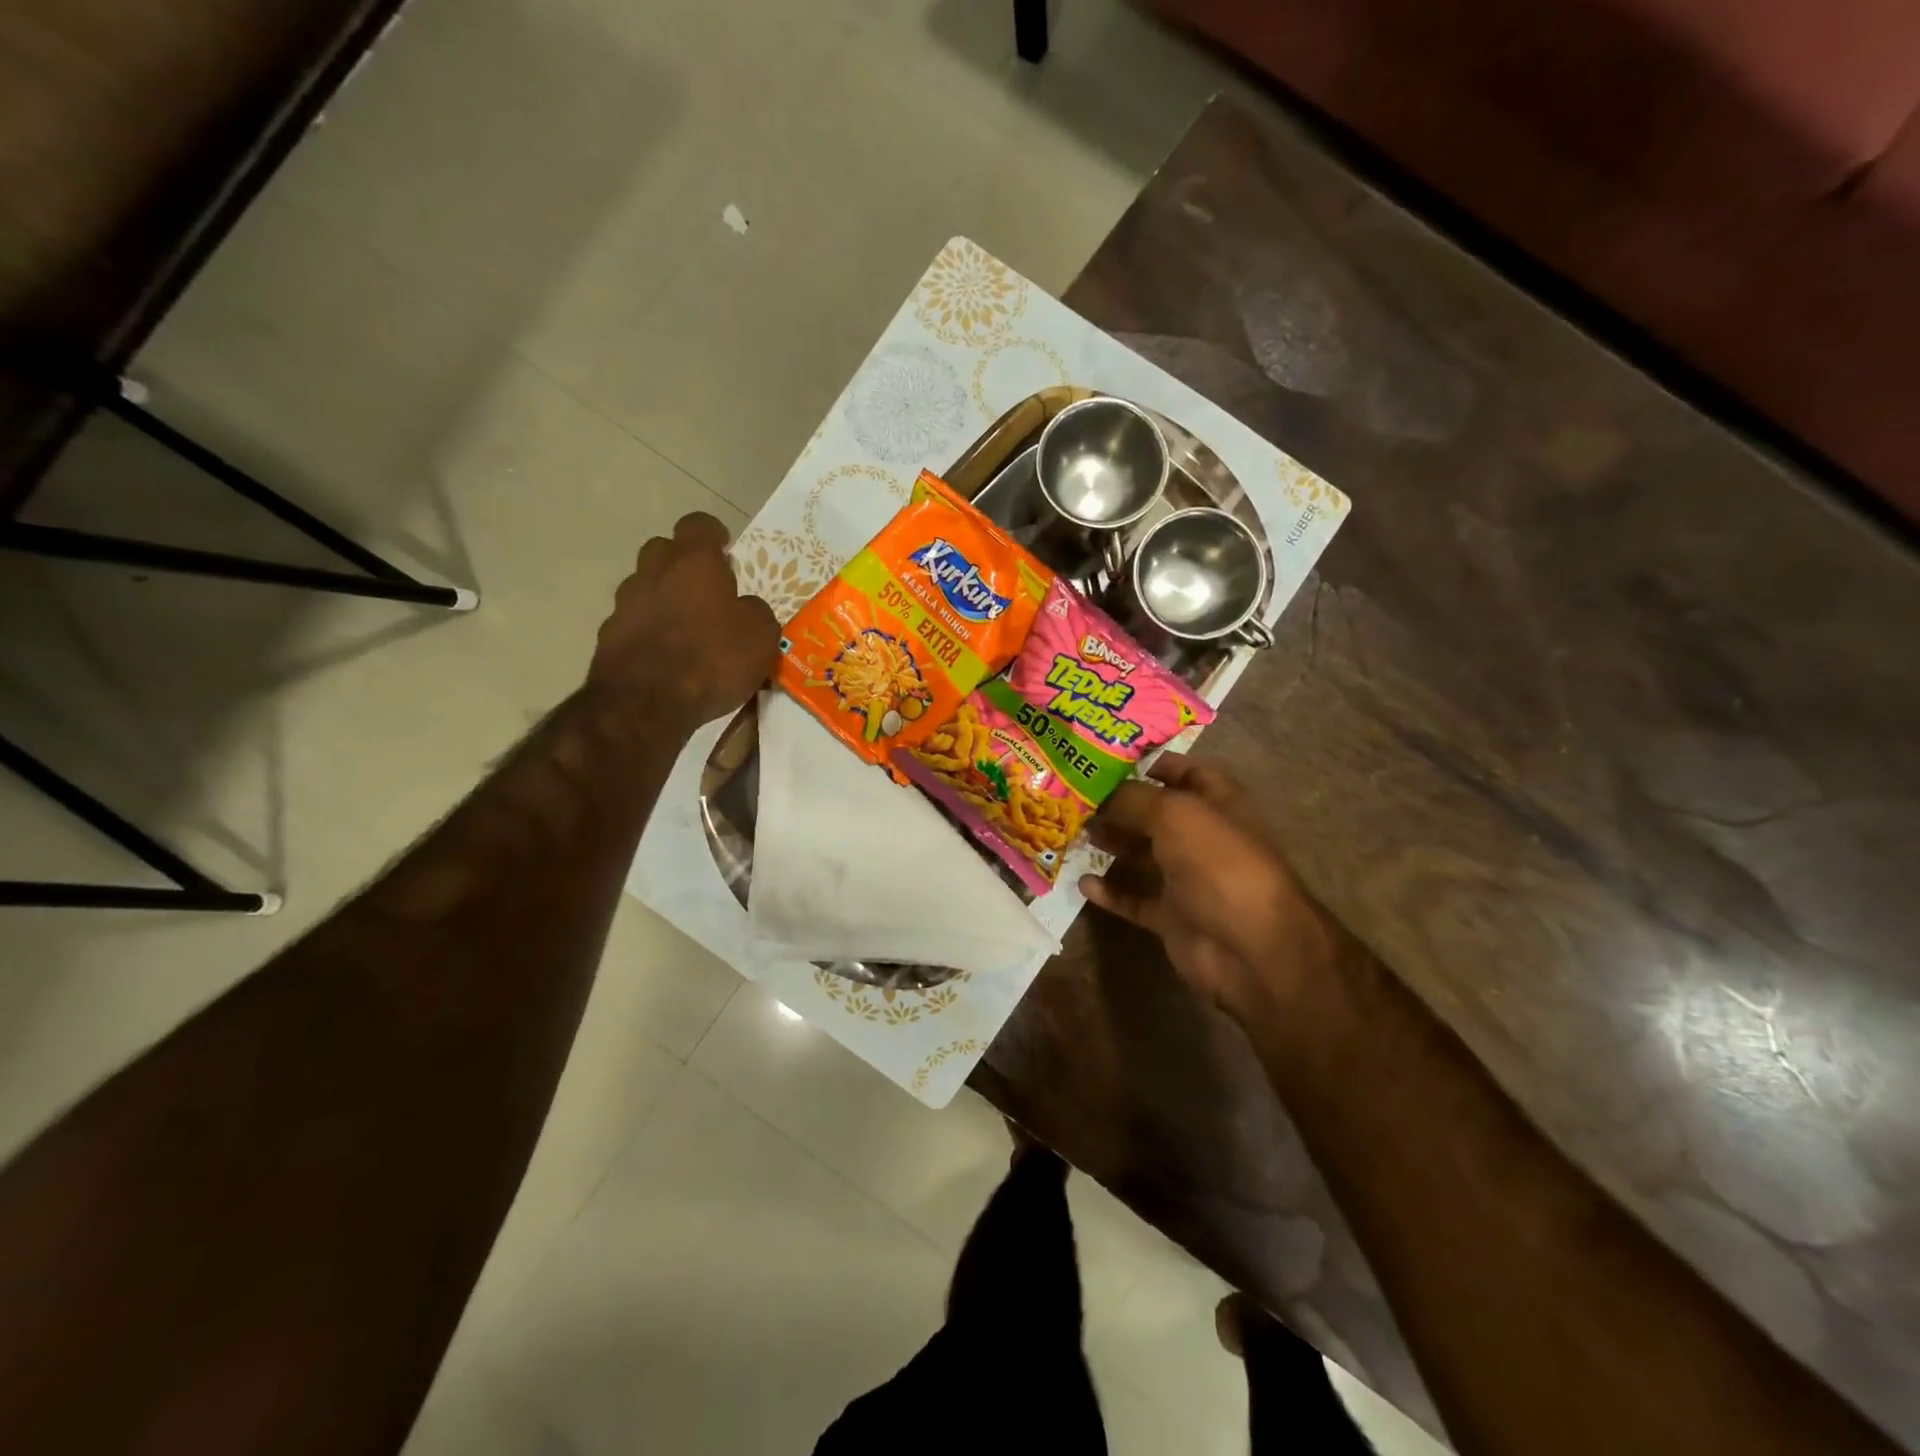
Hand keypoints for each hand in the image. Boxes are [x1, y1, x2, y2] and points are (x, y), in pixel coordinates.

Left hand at [588, 513, 779, 730]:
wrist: (645, 703)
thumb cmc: (712, 658)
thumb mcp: (760, 635)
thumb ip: (754, 611)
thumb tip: (744, 608)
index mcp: (693, 562)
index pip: (699, 525)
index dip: (713, 535)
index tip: (725, 549)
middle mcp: (653, 573)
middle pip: (663, 551)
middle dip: (682, 564)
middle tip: (706, 590)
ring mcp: (624, 605)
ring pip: (645, 589)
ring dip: (664, 600)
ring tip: (687, 630)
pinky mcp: (608, 639)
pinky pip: (634, 625)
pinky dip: (650, 634)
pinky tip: (667, 659)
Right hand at [1080, 755, 1333, 1023]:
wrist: (1251, 947)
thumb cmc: (1218, 863)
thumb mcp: (1174, 814)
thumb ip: (1133, 798)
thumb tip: (1100, 793)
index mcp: (1216, 803)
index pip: (1183, 771)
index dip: (1149, 762)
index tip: (1104, 759)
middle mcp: (1202, 837)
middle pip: (1155, 813)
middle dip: (1118, 803)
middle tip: (1075, 796)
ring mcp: (1188, 879)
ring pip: (1143, 854)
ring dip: (1112, 843)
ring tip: (1075, 832)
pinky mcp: (1173, 916)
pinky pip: (1135, 899)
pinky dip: (1110, 892)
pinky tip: (1082, 882)